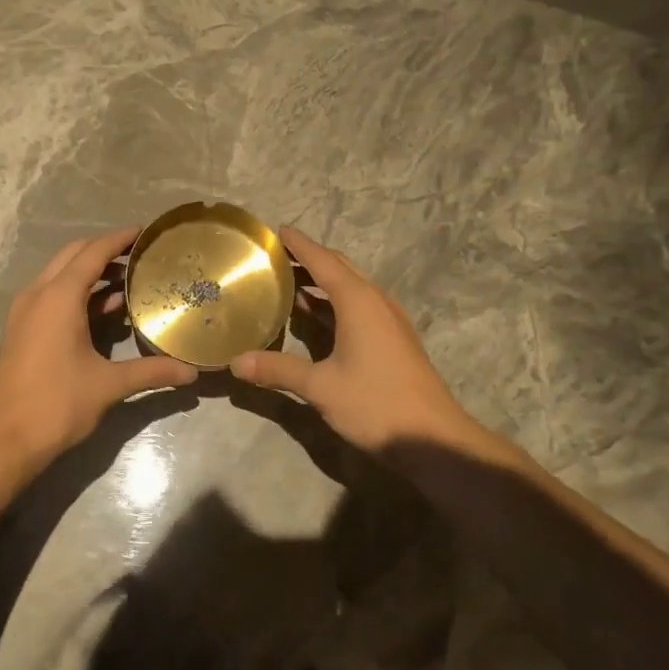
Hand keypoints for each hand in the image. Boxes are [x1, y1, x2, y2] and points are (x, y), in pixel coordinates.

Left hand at [0, 227, 196, 468]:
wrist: (3, 439)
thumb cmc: (56, 404)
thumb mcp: (109, 385)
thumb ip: (152, 372)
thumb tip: (191, 373)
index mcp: (58, 297)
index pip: (93, 253)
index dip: (119, 239)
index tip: (145, 232)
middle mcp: (38, 295)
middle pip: (73, 256)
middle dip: (105, 252)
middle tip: (139, 257)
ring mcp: (25, 313)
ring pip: (60, 276)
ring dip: (91, 274)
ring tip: (129, 282)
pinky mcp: (22, 331)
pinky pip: (52, 297)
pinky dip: (78, 294)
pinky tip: (104, 312)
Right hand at [229, 228, 477, 453]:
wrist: (433, 438)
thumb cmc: (376, 404)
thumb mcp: (321, 387)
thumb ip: (278, 370)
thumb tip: (235, 362)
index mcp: (358, 301)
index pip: (323, 260)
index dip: (299, 244)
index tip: (276, 231)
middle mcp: (376, 302)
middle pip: (340, 269)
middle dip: (308, 260)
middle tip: (274, 258)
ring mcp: (388, 321)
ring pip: (351, 289)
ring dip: (321, 283)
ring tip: (287, 284)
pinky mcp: (393, 340)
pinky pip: (359, 308)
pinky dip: (333, 305)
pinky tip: (314, 319)